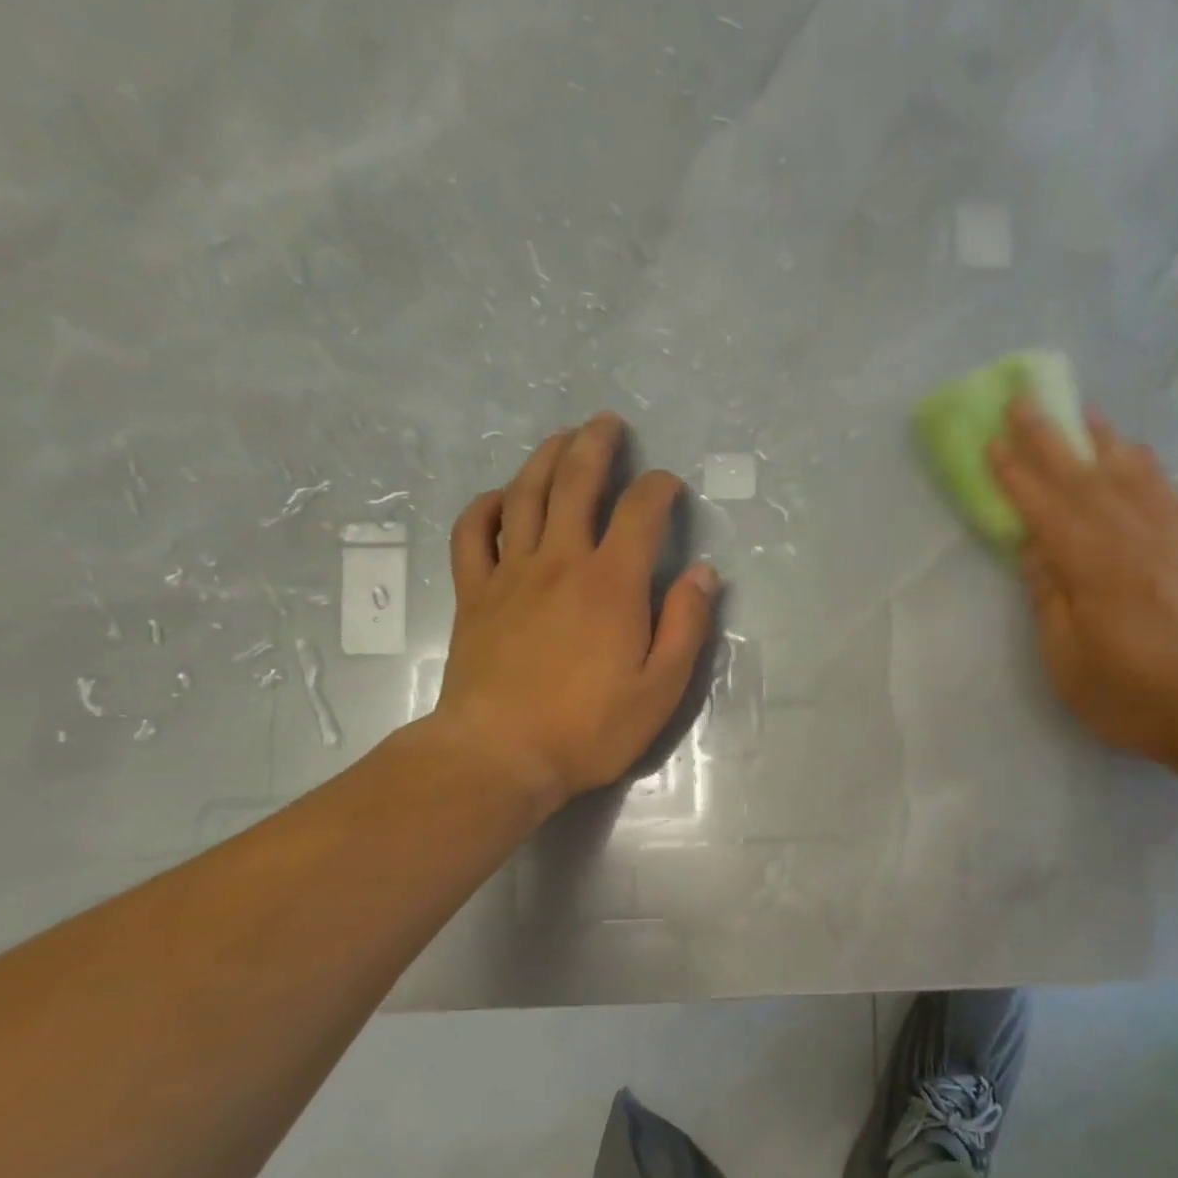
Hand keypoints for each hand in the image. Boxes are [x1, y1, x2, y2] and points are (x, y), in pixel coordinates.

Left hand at [430, 412, 717, 812]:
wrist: (500, 755)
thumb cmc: (590, 727)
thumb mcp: (662, 687)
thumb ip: (686, 624)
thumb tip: (704, 572)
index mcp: (613, 583)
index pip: (641, 512)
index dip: (660, 488)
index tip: (670, 486)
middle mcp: (561, 561)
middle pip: (576, 483)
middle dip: (596, 446)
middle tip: (608, 423)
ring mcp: (511, 573)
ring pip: (525, 495)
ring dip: (545, 458)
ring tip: (562, 438)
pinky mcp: (474, 593)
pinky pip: (473, 532)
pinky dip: (486, 506)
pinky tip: (501, 498)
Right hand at [990, 399, 1177, 767]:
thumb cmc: (1131, 694)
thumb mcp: (1068, 661)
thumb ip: (1048, 599)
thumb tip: (1034, 550)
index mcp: (1094, 567)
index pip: (1045, 509)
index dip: (1016, 474)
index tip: (992, 440)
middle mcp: (1133, 538)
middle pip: (1083, 478)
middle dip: (1050, 437)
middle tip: (1025, 399)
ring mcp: (1172, 538)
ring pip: (1130, 473)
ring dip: (1101, 439)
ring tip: (1082, 411)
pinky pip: (1168, 492)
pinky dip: (1146, 466)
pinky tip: (1137, 454)